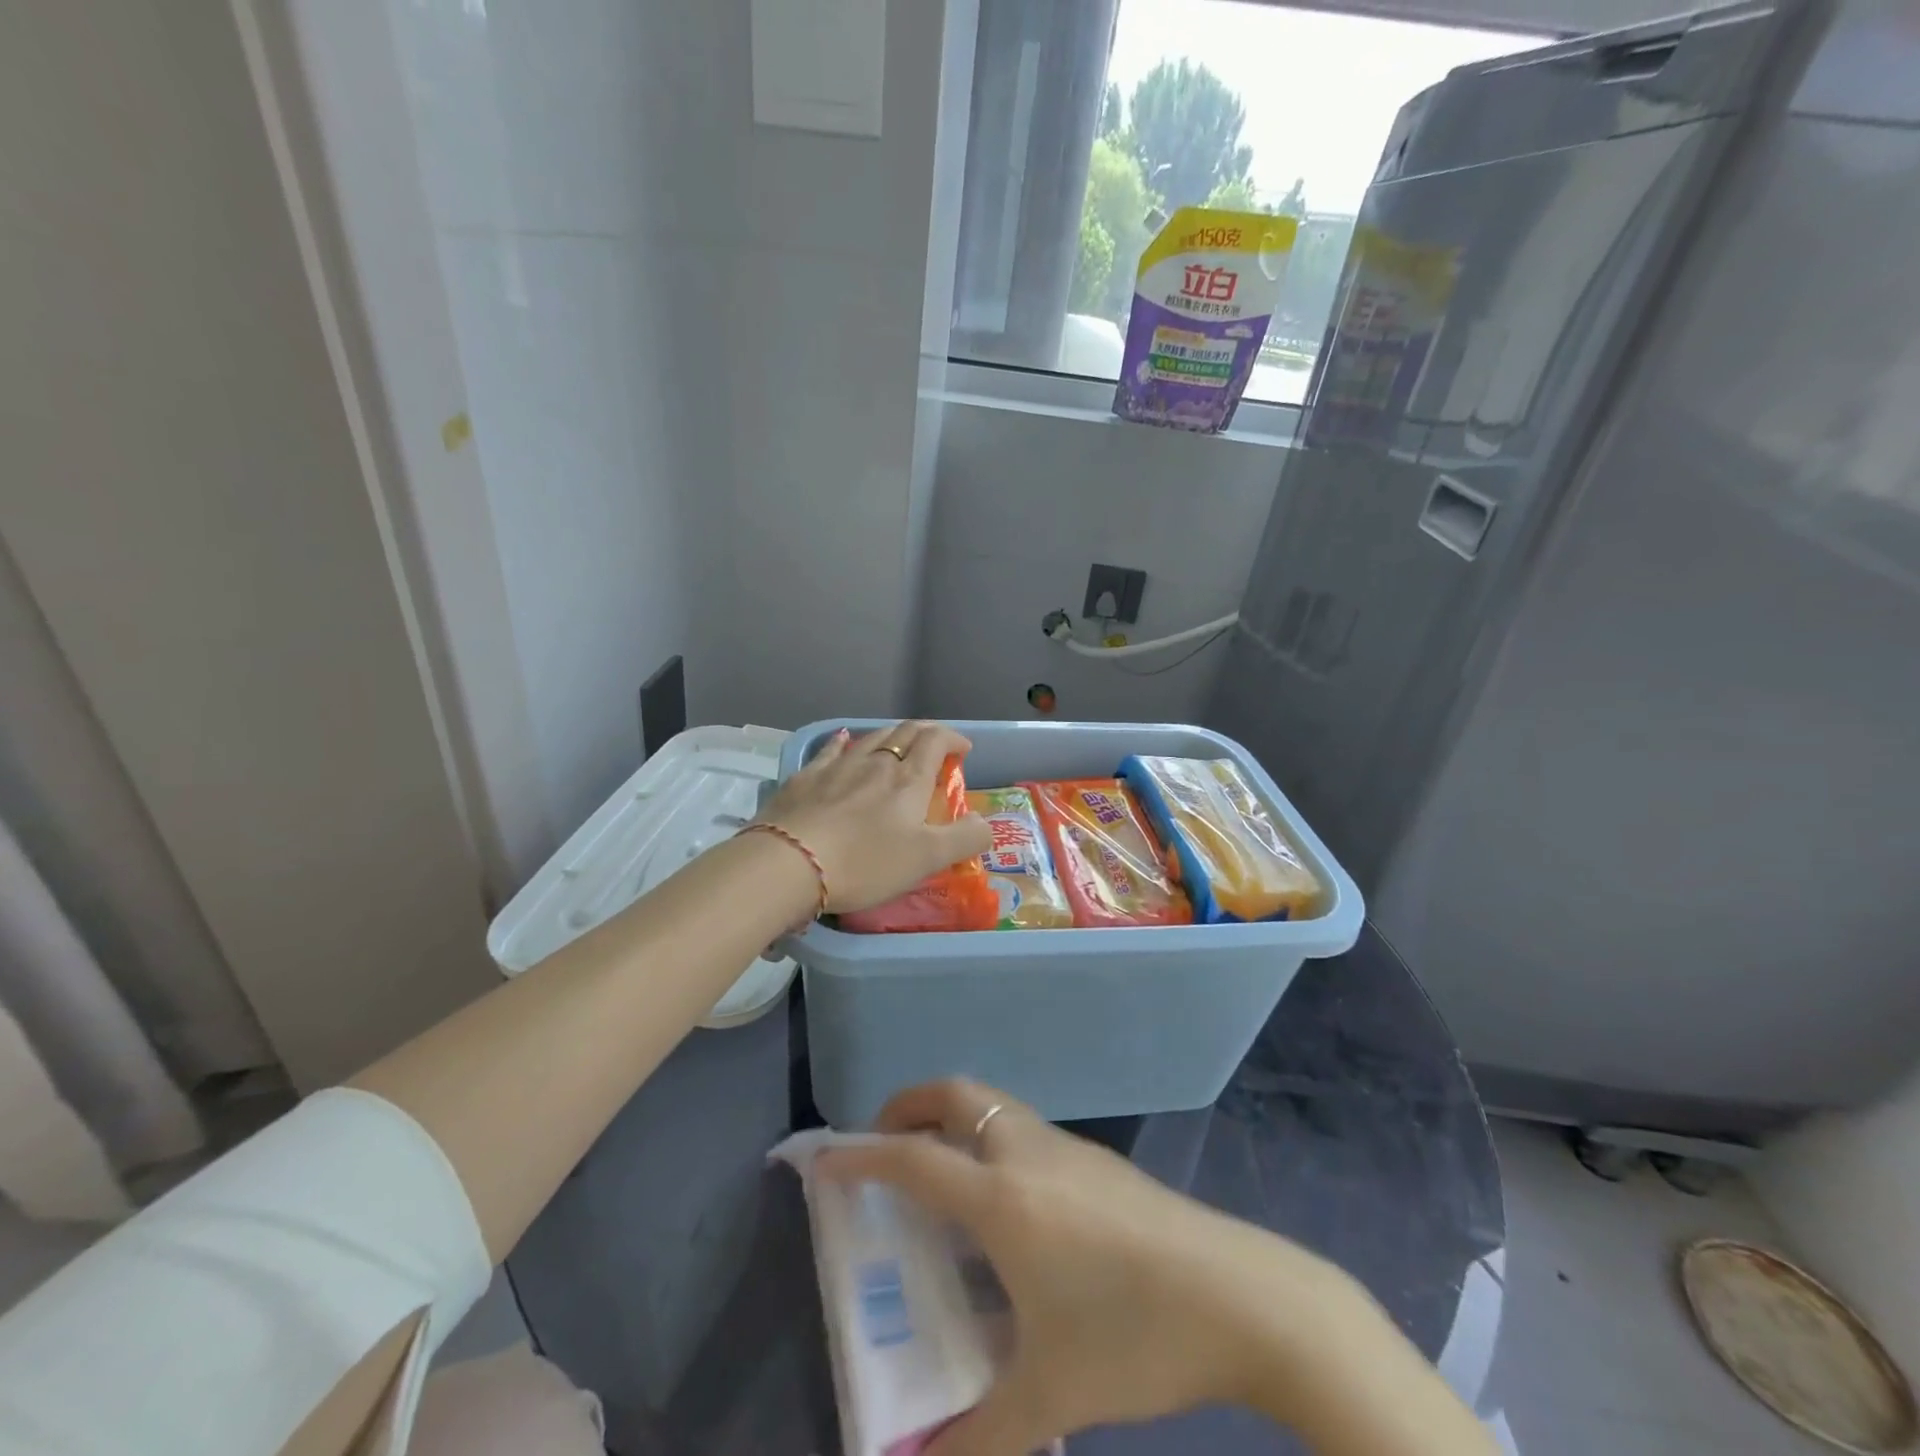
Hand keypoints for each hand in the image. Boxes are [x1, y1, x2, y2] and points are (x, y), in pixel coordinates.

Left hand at [756, 722, 990, 913]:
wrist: (790, 863)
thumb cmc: (866, 862)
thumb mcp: (927, 858)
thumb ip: (964, 839)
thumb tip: (985, 823)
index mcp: (908, 780)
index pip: (935, 742)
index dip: (953, 739)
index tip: (963, 750)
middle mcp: (875, 763)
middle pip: (904, 733)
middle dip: (925, 732)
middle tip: (935, 742)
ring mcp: (837, 767)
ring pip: (869, 738)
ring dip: (890, 735)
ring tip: (897, 742)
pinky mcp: (805, 778)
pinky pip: (830, 750)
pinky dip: (844, 742)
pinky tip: (842, 740)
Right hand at [818, 1080, 1365, 1455]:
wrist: (1241, 1296)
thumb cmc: (1135, 1335)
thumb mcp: (1052, 1394)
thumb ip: (978, 1440)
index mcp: (1002, 1197)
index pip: (912, 1158)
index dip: (860, 1155)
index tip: (823, 1159)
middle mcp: (1026, 1153)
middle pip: (954, 1095)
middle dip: (908, 1106)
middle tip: (883, 1146)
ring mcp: (1066, 1148)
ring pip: (992, 1105)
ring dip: (953, 1118)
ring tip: (938, 1174)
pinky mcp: (1098, 1159)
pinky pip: (1023, 1130)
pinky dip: (990, 1139)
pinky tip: (1006, 1206)